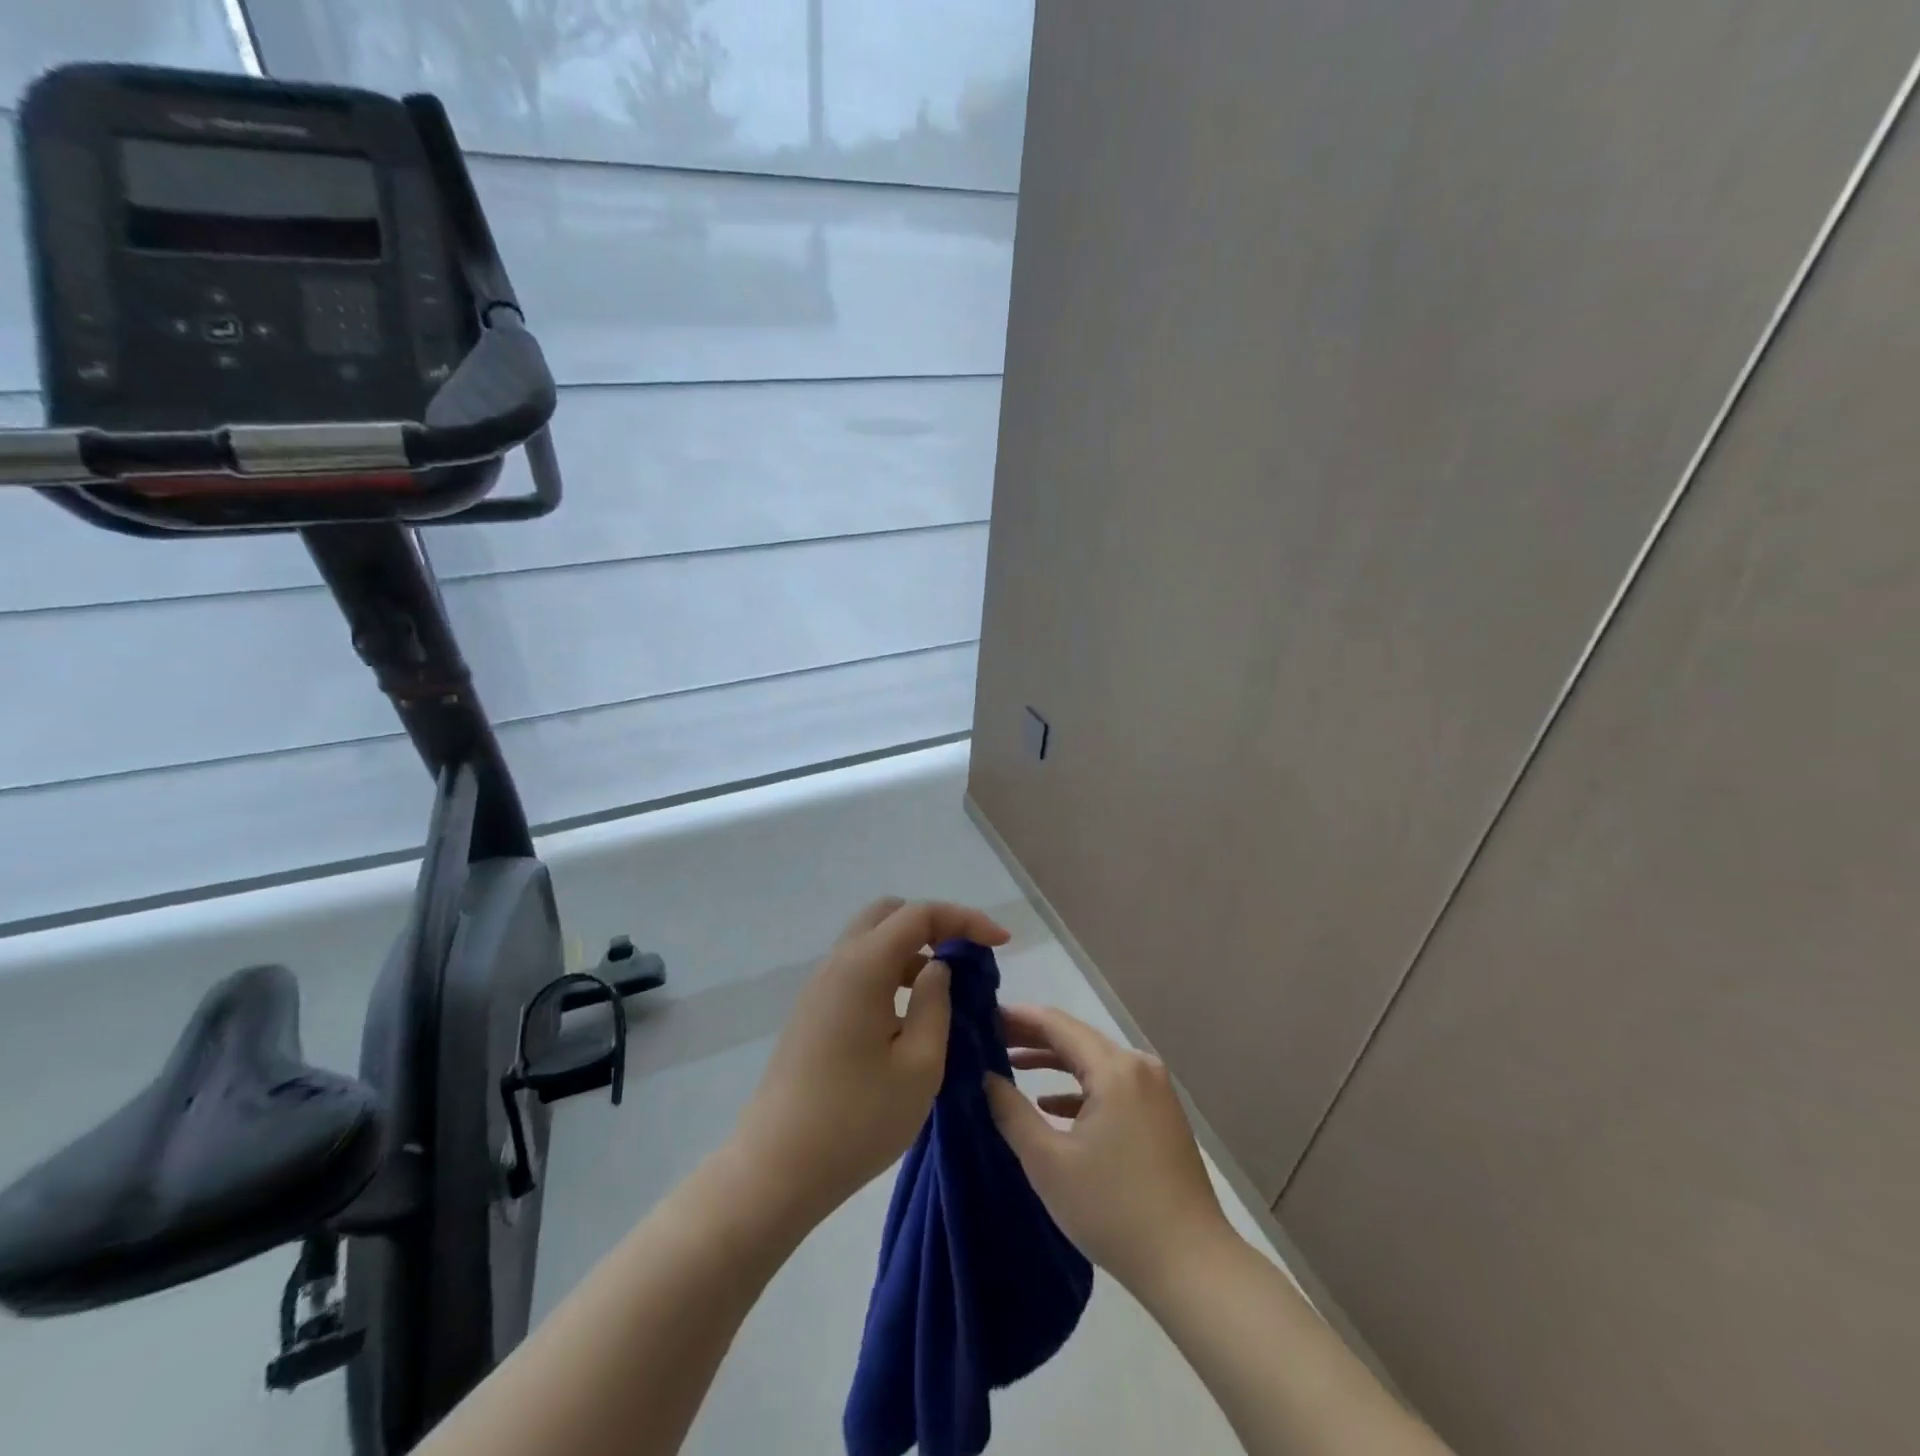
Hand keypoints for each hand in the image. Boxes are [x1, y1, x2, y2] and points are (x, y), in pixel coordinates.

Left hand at [733, 898, 1011, 1225]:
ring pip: (871, 941)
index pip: (919, 914)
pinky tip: (908, 1014)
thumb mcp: (918, 1065)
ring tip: (945, 989)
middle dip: (934, 924)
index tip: (1002, 943)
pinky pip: (857, 970)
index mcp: (864, 967)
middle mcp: (837, 963)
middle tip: (967, 957)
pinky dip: (889, 972)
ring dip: (911, 950)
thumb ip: (935, 1003)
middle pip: (889, 914)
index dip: (965, 919)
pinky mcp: (812, 1012)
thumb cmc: (856, 1120)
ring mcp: (819, 987)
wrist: (775, 1169)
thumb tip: (937, 968)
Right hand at [985, 1005, 1233, 1294]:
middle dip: (1032, 1037)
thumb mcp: (1048, 1163)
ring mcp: (1154, 1089)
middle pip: (1076, 1038)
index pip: (1057, 1024)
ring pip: (1094, 1061)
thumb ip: (1011, 1112)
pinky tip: (1051, 1105)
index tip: (982, 1016)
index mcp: (1114, 1068)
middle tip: (990, 1039)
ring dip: (1054, 1062)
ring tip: (1012, 1064)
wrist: (1191, 1265)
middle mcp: (1138, 1066)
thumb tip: (985, 1077)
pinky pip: (1112, 1084)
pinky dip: (1079, 1088)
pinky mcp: (1160, 1113)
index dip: (1018, 1018)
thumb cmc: (1113, 1209)